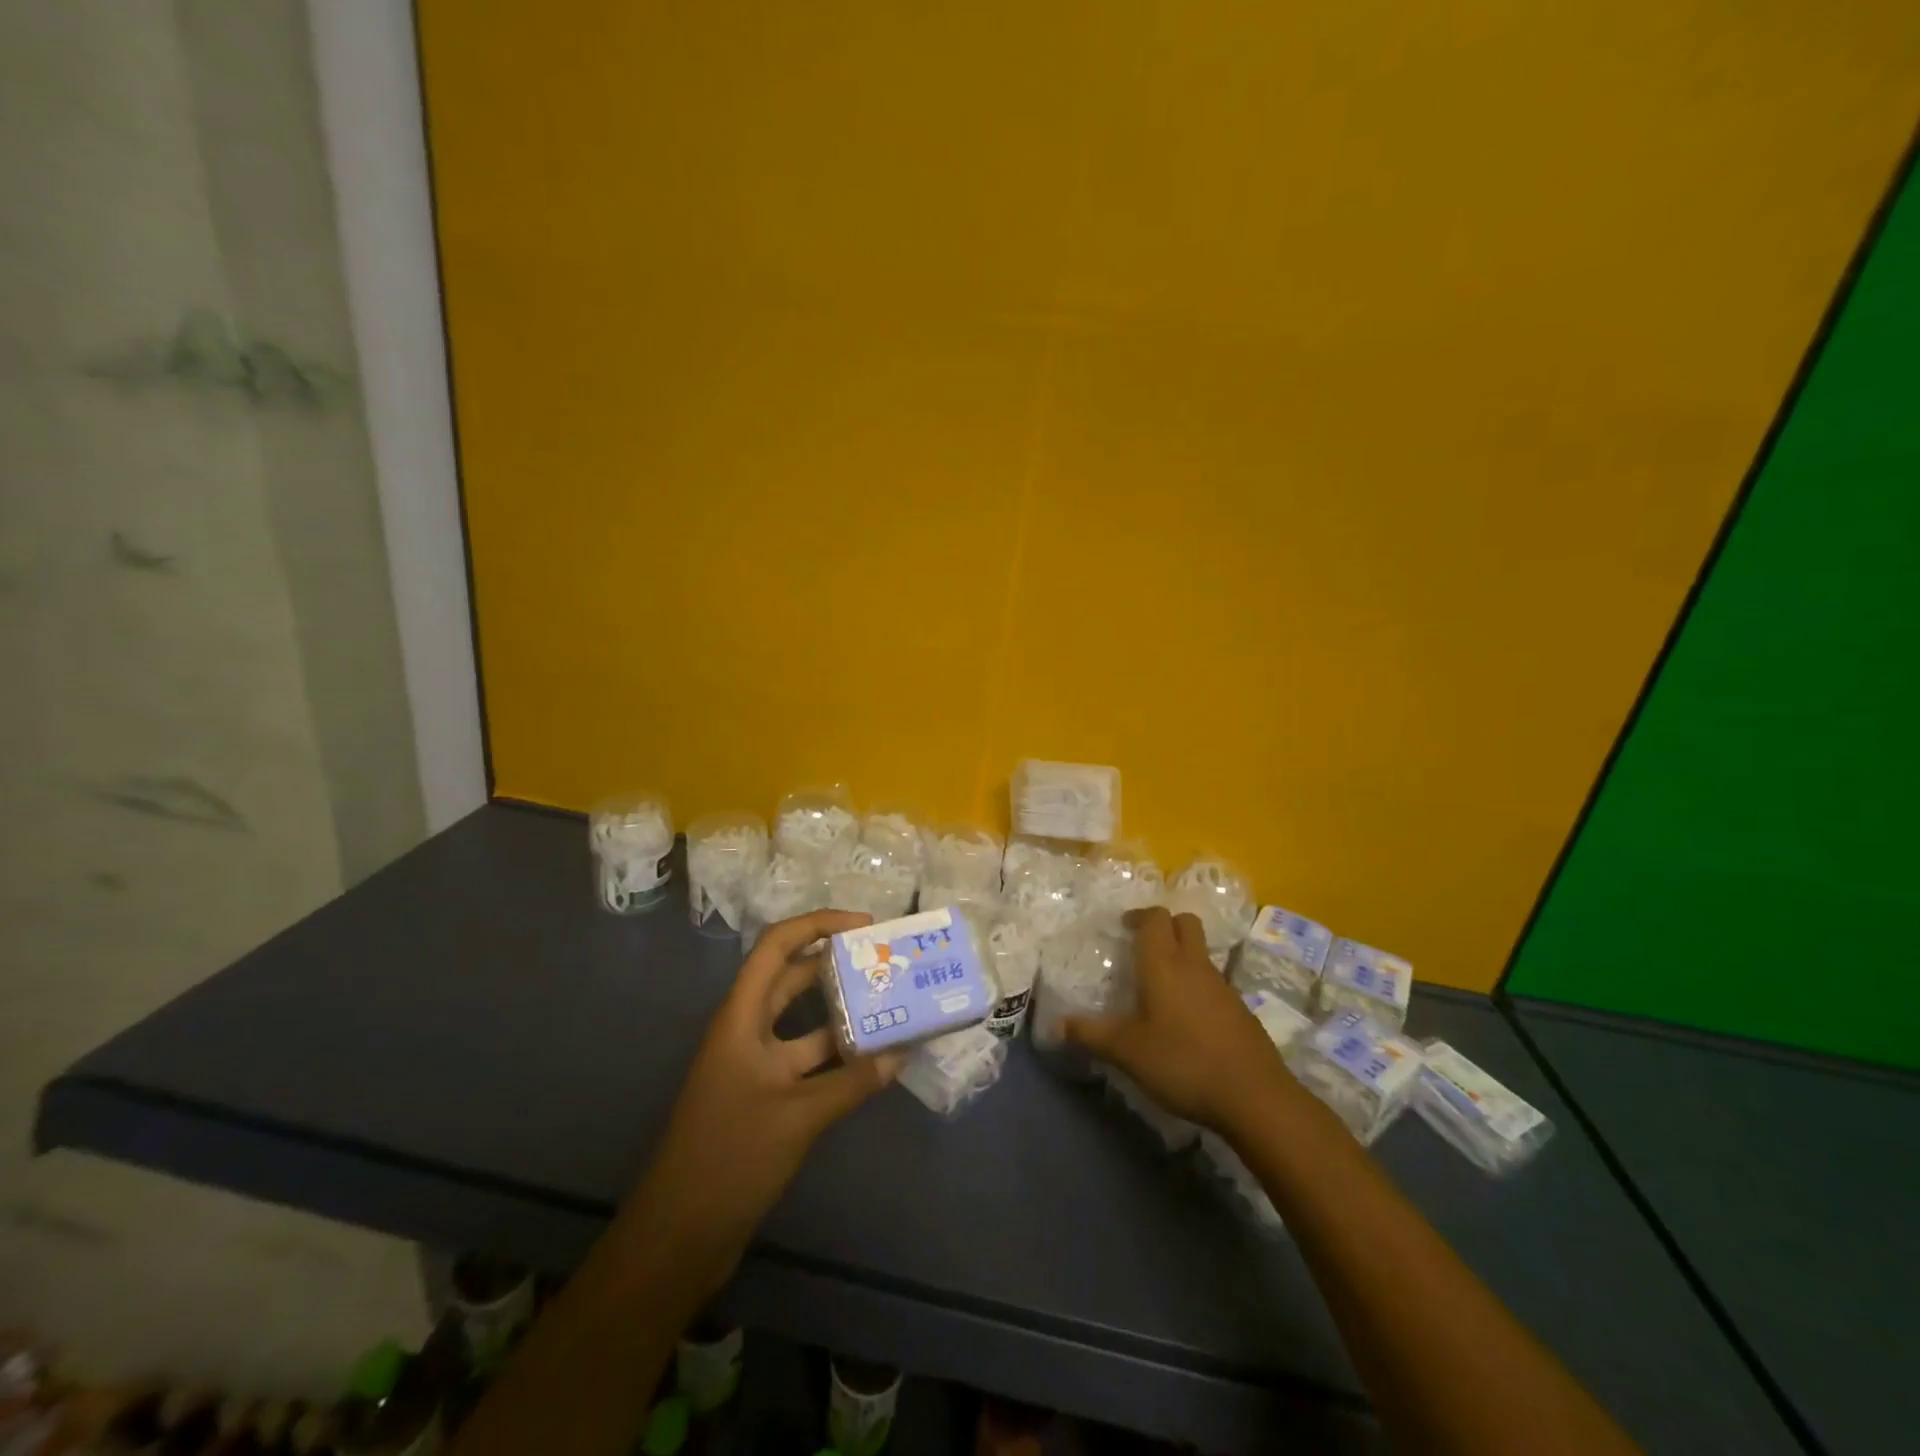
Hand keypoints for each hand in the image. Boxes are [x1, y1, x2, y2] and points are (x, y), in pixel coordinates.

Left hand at [621, 910, 903, 1294]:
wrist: (678, 1237)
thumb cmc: (730, 1158)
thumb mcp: (798, 1116)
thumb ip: (853, 1082)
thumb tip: (903, 1051)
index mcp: (741, 1017)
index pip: (777, 946)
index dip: (818, 924)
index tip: (866, 926)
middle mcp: (747, 1031)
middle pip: (792, 977)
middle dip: (836, 962)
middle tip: (885, 960)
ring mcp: (755, 1065)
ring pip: (803, 1022)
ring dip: (842, 1011)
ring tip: (890, 1001)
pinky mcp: (765, 1098)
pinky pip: (807, 1060)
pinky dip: (839, 1055)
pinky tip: (875, 1059)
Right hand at [1062, 906, 1290, 1133]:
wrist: (1254, 1096)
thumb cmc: (1183, 1062)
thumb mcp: (1128, 1052)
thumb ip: (1091, 1035)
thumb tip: (1056, 1025)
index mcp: (1164, 964)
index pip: (1155, 918)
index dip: (1139, 916)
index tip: (1123, 926)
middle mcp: (1194, 965)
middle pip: (1185, 923)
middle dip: (1165, 925)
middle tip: (1143, 945)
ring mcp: (1222, 986)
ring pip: (1201, 953)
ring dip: (1183, 955)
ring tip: (1160, 984)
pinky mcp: (1240, 1010)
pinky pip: (1214, 981)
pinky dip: (1198, 985)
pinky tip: (1186, 1017)